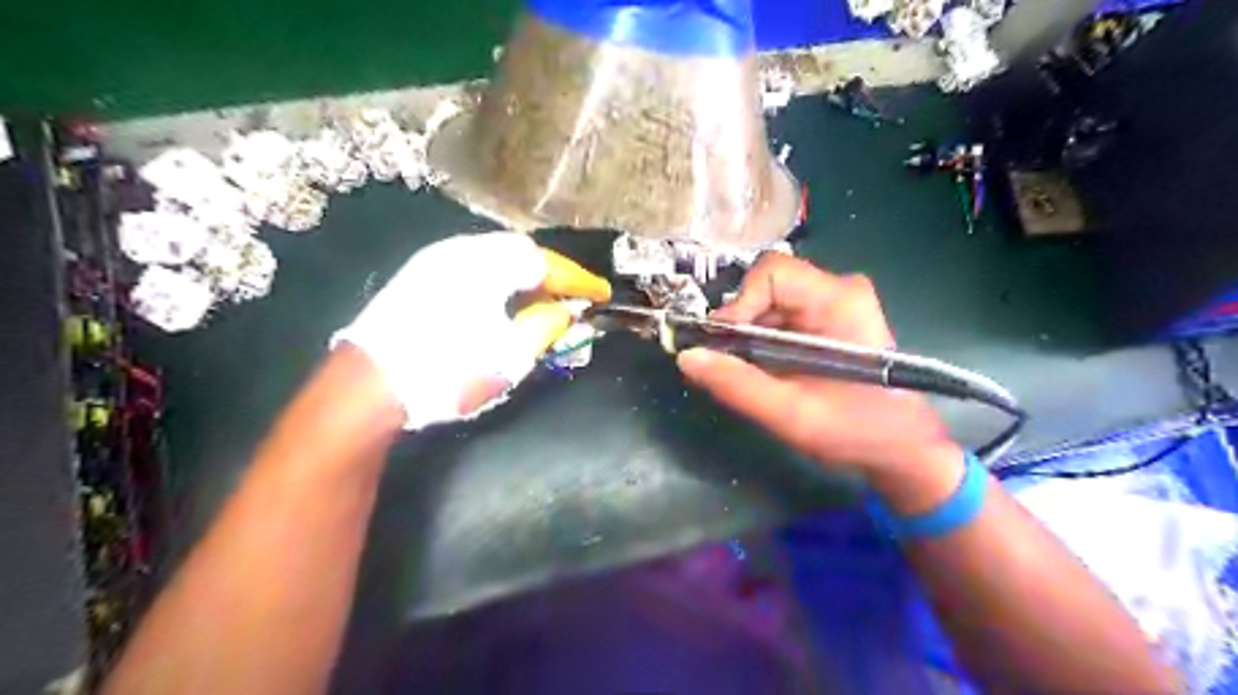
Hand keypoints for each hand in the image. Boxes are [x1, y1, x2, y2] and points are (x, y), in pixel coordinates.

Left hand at [333, 233, 607, 427]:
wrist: (368, 386)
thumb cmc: (447, 371)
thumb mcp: (509, 355)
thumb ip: (545, 326)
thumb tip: (564, 310)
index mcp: (487, 264)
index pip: (546, 264)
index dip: (578, 280)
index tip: (600, 295)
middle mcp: (460, 250)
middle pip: (520, 253)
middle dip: (550, 275)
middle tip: (571, 298)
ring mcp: (435, 260)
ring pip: (495, 258)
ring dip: (524, 277)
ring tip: (542, 301)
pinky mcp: (418, 275)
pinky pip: (473, 266)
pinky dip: (498, 280)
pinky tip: (503, 302)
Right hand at [675, 252, 953, 477]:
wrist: (903, 448)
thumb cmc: (857, 431)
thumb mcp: (791, 415)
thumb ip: (737, 385)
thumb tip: (687, 357)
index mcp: (839, 302)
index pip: (772, 274)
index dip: (739, 304)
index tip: (724, 344)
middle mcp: (839, 290)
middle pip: (768, 285)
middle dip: (741, 322)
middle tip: (729, 361)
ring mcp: (837, 302)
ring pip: (771, 300)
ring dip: (750, 332)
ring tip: (747, 370)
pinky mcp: (831, 318)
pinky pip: (782, 314)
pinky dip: (763, 338)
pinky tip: (765, 368)